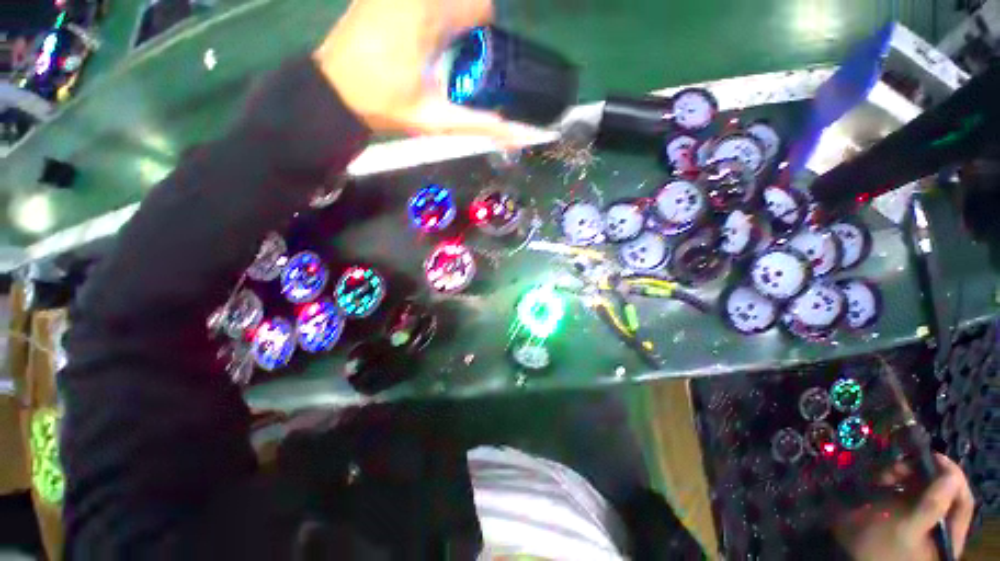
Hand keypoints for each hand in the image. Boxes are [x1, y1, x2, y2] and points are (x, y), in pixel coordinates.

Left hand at [313, 0, 541, 142]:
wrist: (333, 92)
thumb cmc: (385, 106)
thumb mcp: (437, 120)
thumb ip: (478, 125)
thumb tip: (515, 135)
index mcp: (430, 16)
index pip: (481, 6)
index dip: (485, 31)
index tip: (476, 56)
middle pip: (463, 0)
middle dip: (465, 25)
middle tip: (455, 58)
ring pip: (442, 1)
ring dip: (447, 20)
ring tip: (433, 51)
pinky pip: (420, 3)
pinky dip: (428, 16)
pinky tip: (415, 41)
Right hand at [834, 453, 974, 560]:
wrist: (847, 555)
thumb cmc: (883, 545)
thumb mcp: (907, 528)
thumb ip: (932, 505)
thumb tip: (949, 475)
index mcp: (948, 534)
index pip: (962, 500)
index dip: (953, 476)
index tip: (933, 456)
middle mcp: (939, 525)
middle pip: (944, 492)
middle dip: (924, 474)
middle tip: (902, 464)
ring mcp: (920, 519)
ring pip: (923, 488)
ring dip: (907, 475)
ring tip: (887, 473)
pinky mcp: (902, 512)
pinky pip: (907, 491)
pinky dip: (897, 480)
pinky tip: (882, 478)